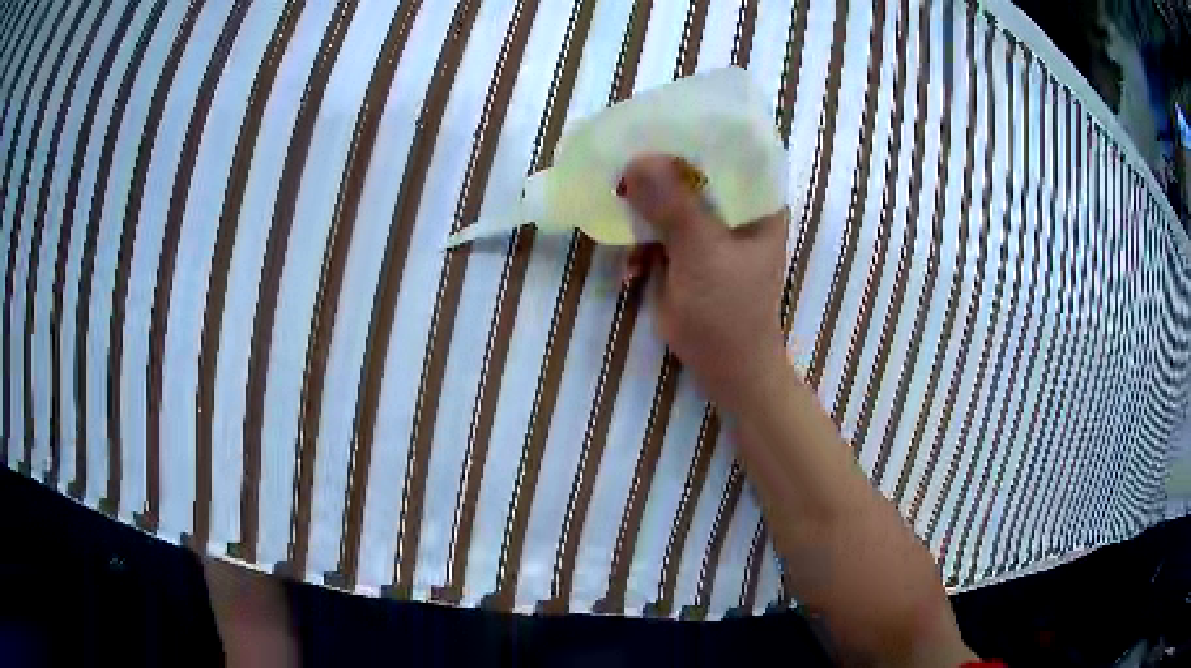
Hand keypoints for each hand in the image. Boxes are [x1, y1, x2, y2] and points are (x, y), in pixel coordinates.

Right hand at [620, 155, 789, 411]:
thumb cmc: (729, 310)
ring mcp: (709, 228)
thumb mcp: (703, 253)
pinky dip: (639, 245)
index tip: (650, 125)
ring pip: (668, 199)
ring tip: (618, 221)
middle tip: (619, 170)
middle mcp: (734, 206)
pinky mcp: (686, 250)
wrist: (725, 368)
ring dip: (641, 212)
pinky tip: (631, 270)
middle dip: (654, 172)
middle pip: (691, 171)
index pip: (727, 148)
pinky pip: (656, 230)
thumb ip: (674, 206)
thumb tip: (637, 160)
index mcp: (756, 200)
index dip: (689, 134)